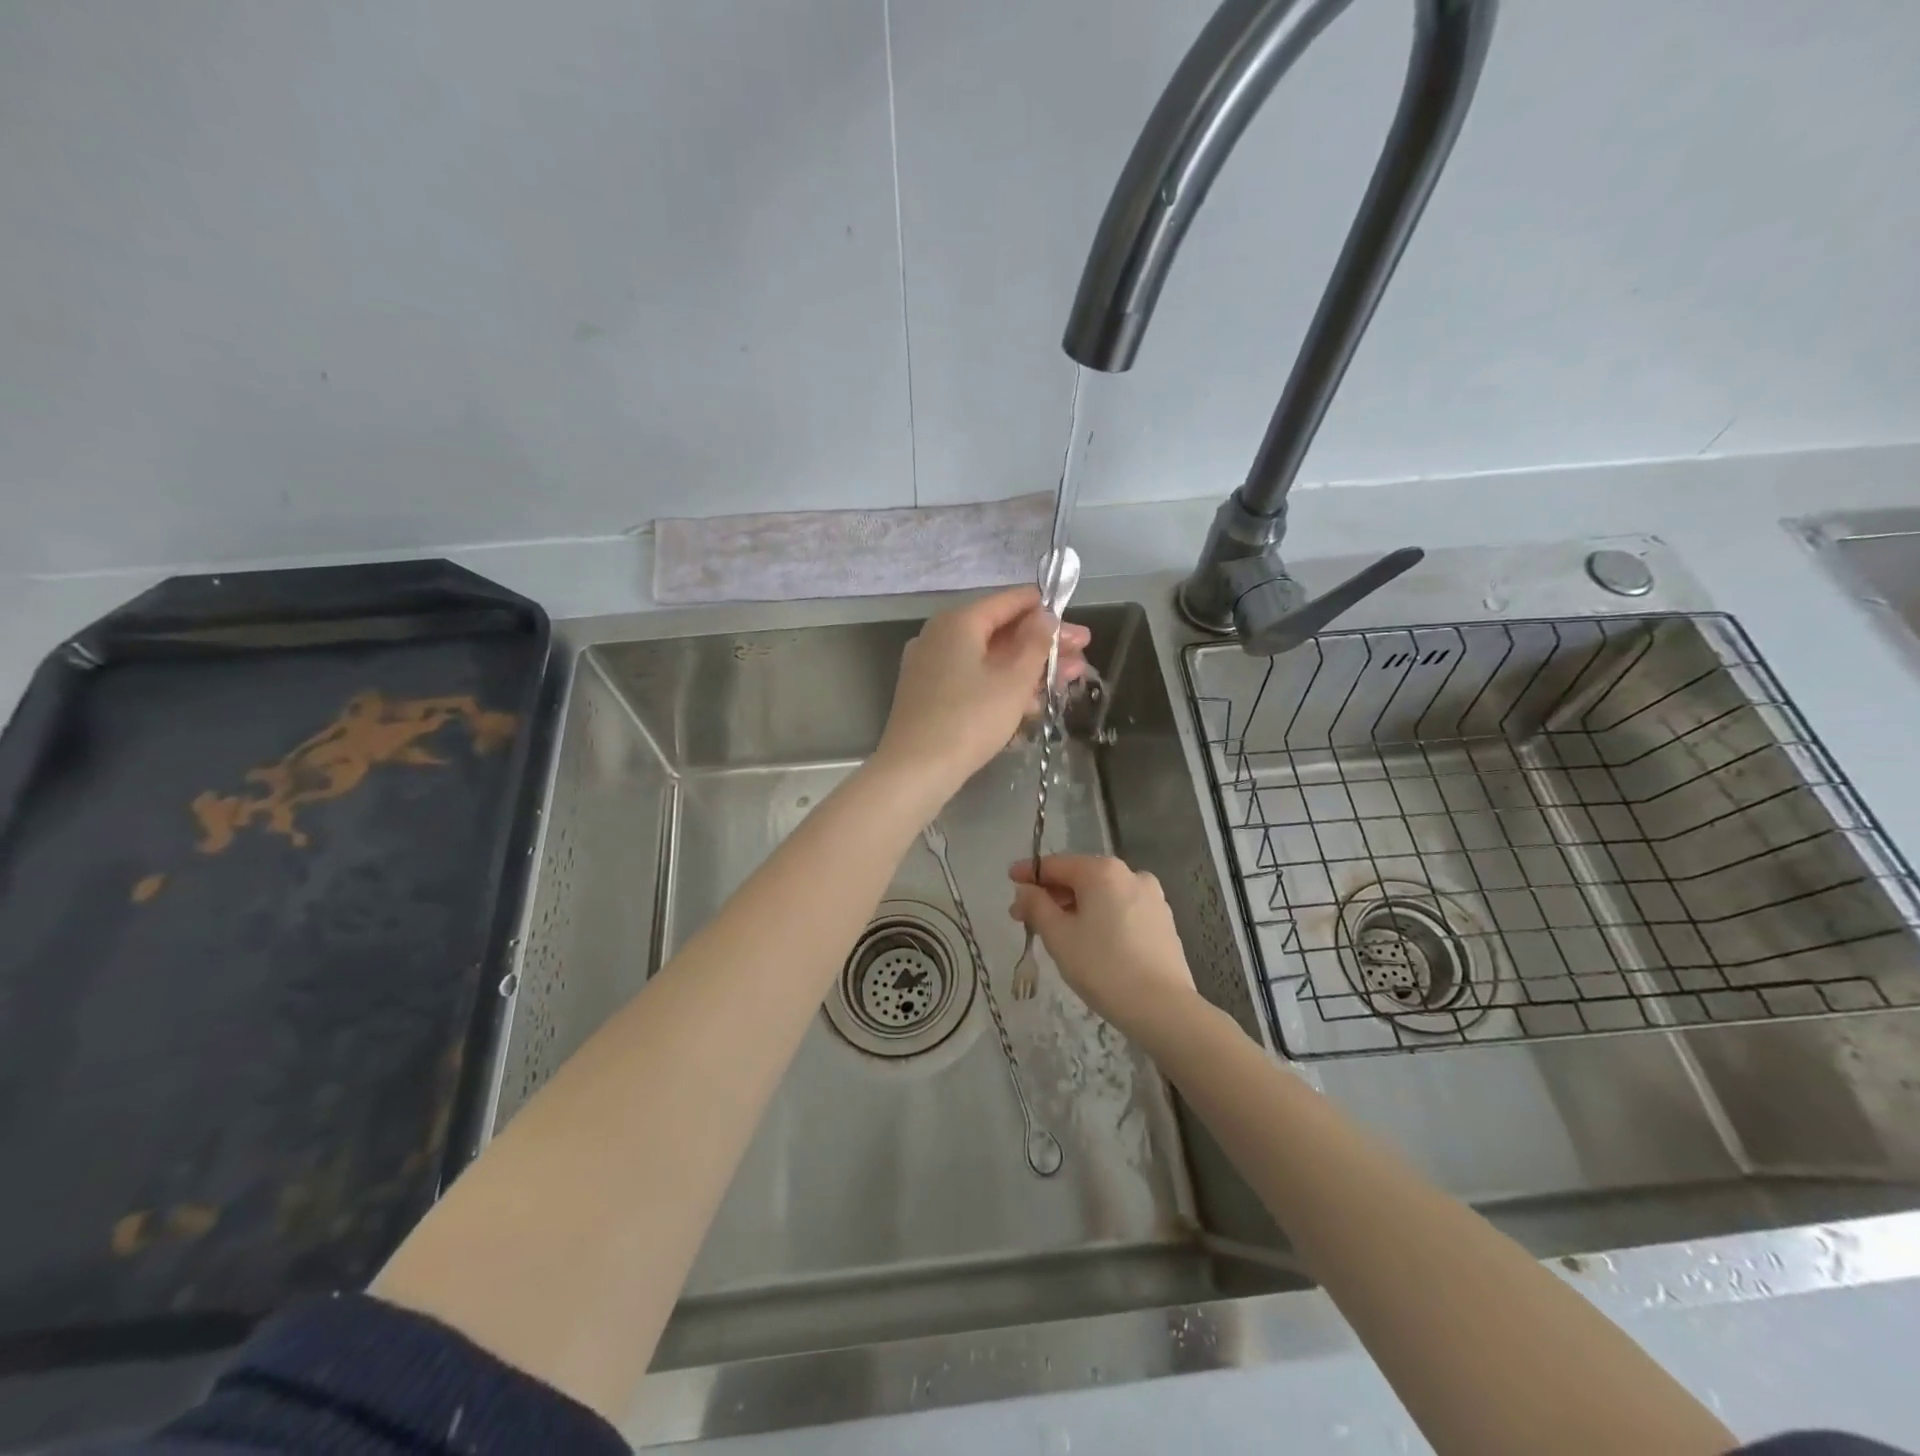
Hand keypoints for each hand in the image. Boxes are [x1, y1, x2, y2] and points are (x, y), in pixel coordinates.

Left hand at [875, 586, 1089, 799]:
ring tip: (1067, 681)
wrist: (915, 770)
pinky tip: (1031, 702)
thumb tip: (1046, 616)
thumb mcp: (1014, 680)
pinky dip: (1001, 685)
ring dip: (1027, 669)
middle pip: (1000, 632)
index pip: (1008, 601)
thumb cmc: (970, 719)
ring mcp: (931, 666)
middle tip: (1081, 656)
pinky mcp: (929, 694)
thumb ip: (1036, 643)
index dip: (1045, 609)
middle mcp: (939, 636)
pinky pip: (972, 679)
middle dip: (1043, 645)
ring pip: (988, 659)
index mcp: (958, 622)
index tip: (1074, 621)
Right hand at [1008, 854, 1198, 1040]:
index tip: (1010, 880)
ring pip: (1103, 895)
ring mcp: (1152, 897)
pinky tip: (1090, 940)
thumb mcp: (1058, 936)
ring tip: (1056, 931)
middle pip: (1081, 877)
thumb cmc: (1103, 966)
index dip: (1030, 873)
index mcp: (1103, 871)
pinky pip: (1121, 910)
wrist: (1163, 1007)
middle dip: (1052, 894)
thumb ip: (1036, 906)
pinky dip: (1101, 917)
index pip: (1056, 865)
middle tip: (1026, 916)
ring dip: (1076, 907)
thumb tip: (1025, 890)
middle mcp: (1130, 874)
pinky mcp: (1163, 921)